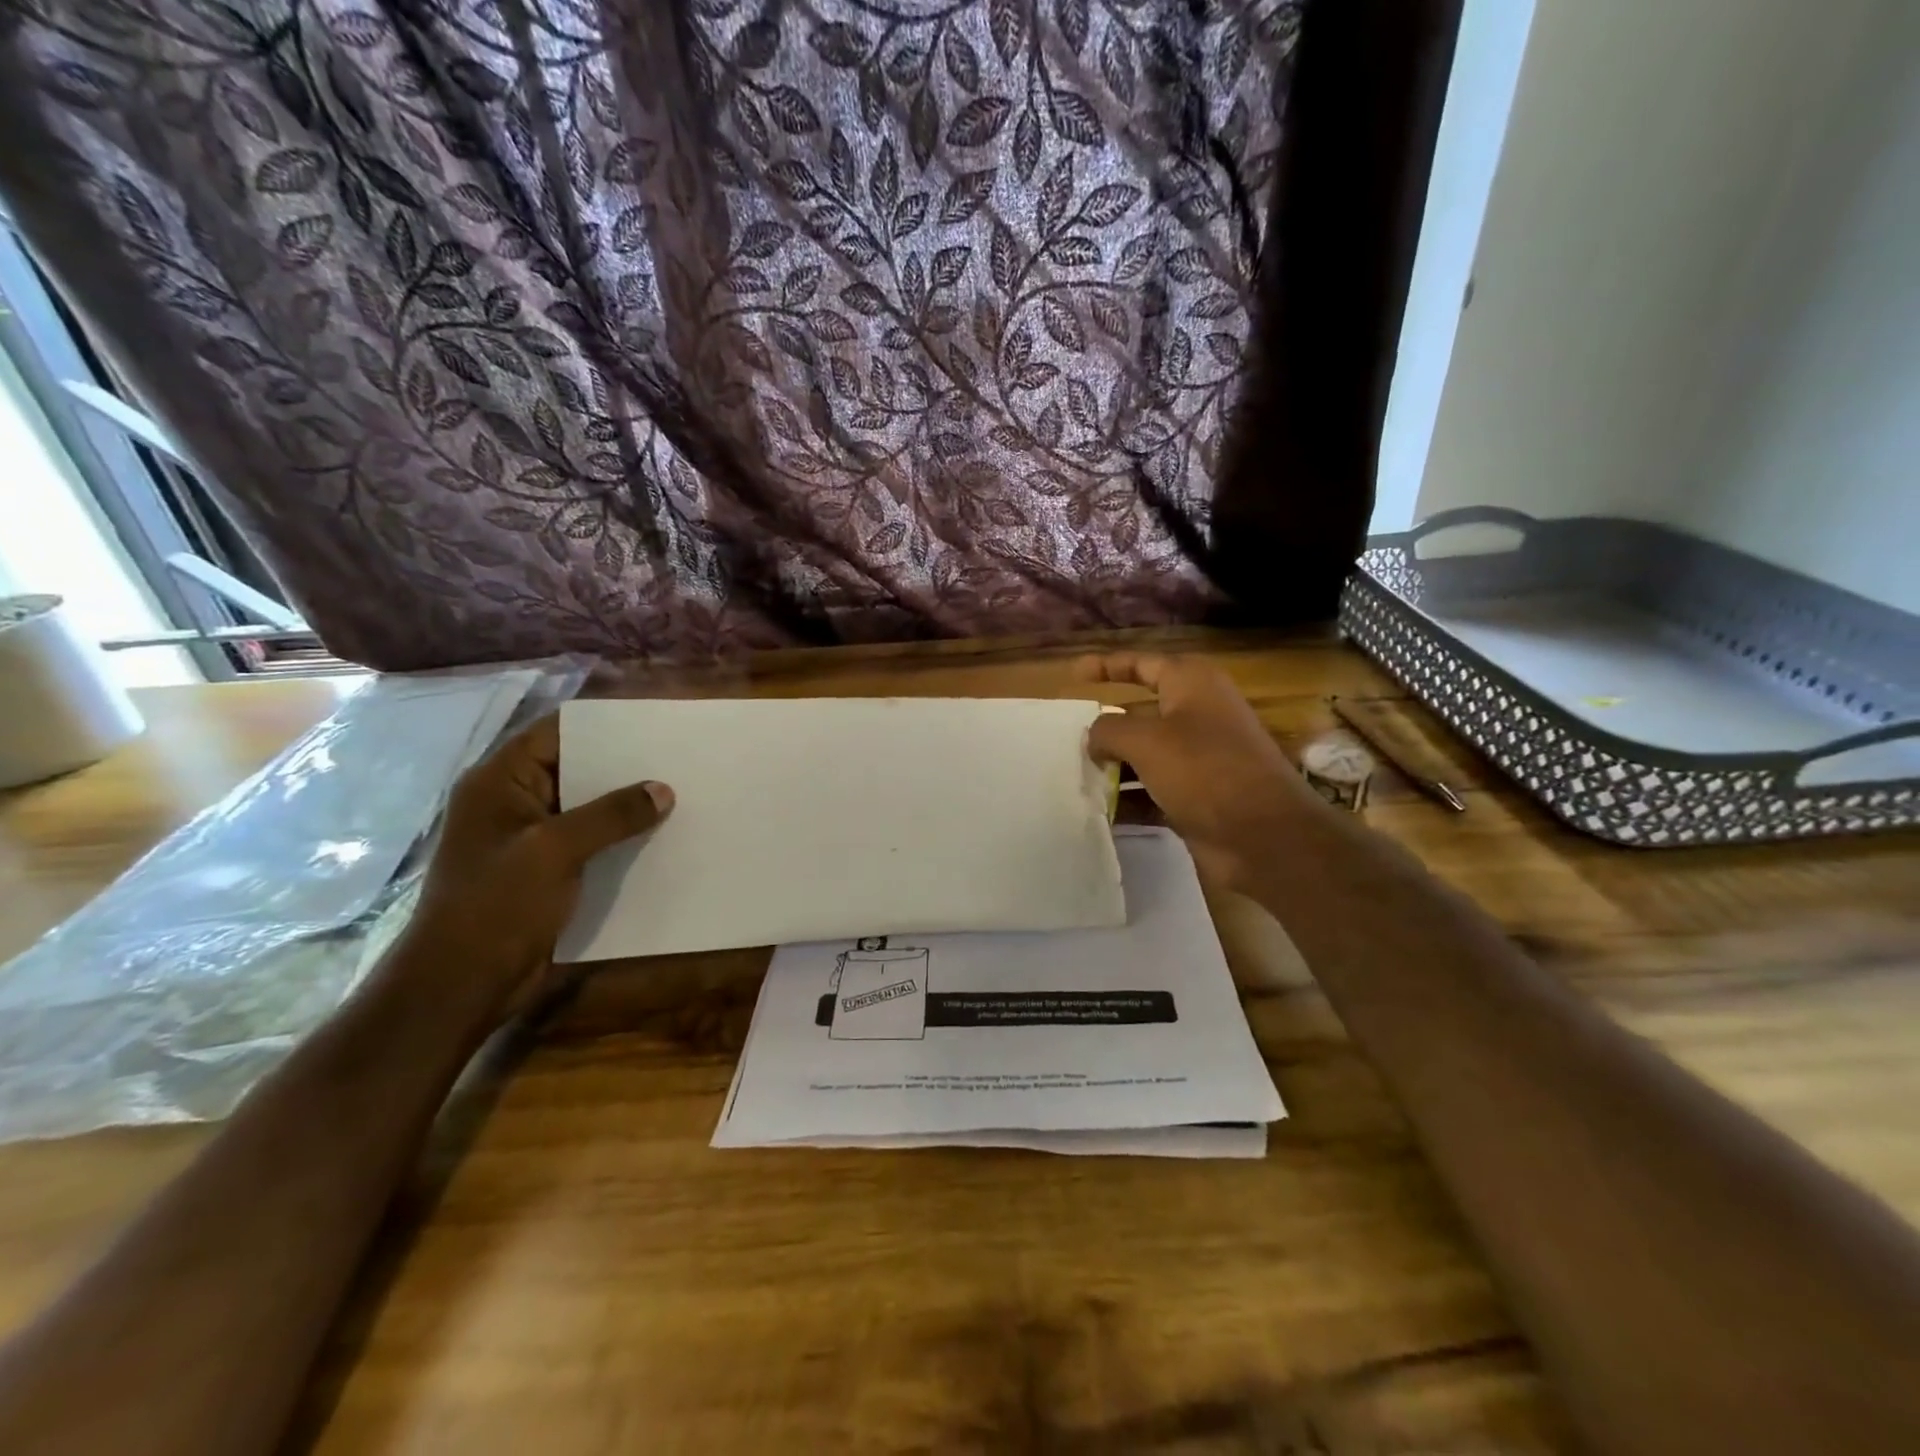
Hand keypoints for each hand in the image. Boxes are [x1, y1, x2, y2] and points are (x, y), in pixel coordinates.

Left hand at [402, 715, 672, 1015]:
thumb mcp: (555, 850)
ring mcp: (529, 838)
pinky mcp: (546, 870)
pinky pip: (590, 841)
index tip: (653, 723)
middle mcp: (513, 802)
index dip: (603, 724)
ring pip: (587, 807)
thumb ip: (611, 815)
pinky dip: (620, 836)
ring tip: (678, 793)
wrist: (463, 983)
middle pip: (575, 767)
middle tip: (677, 759)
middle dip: (624, 765)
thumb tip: (663, 790)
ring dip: (626, 804)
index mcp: (500, 782)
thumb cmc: (496, 905)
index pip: (555, 732)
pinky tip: (659, 835)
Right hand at [1080, 654, 1325, 889]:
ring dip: (1113, 766)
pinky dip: (1129, 798)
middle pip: (1141, 712)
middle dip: (1106, 725)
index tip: (1074, 674)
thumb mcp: (1146, 740)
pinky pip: (1153, 790)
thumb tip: (1094, 737)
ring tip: (1076, 776)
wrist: (1263, 836)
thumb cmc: (1204, 770)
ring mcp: (1200, 759)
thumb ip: (1109, 730)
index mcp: (1192, 686)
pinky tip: (1100, 810)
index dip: (1108, 665)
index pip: (1143, 664)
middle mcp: (1198, 716)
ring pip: (1145, 755)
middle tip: (1068, 737)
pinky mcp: (1198, 796)